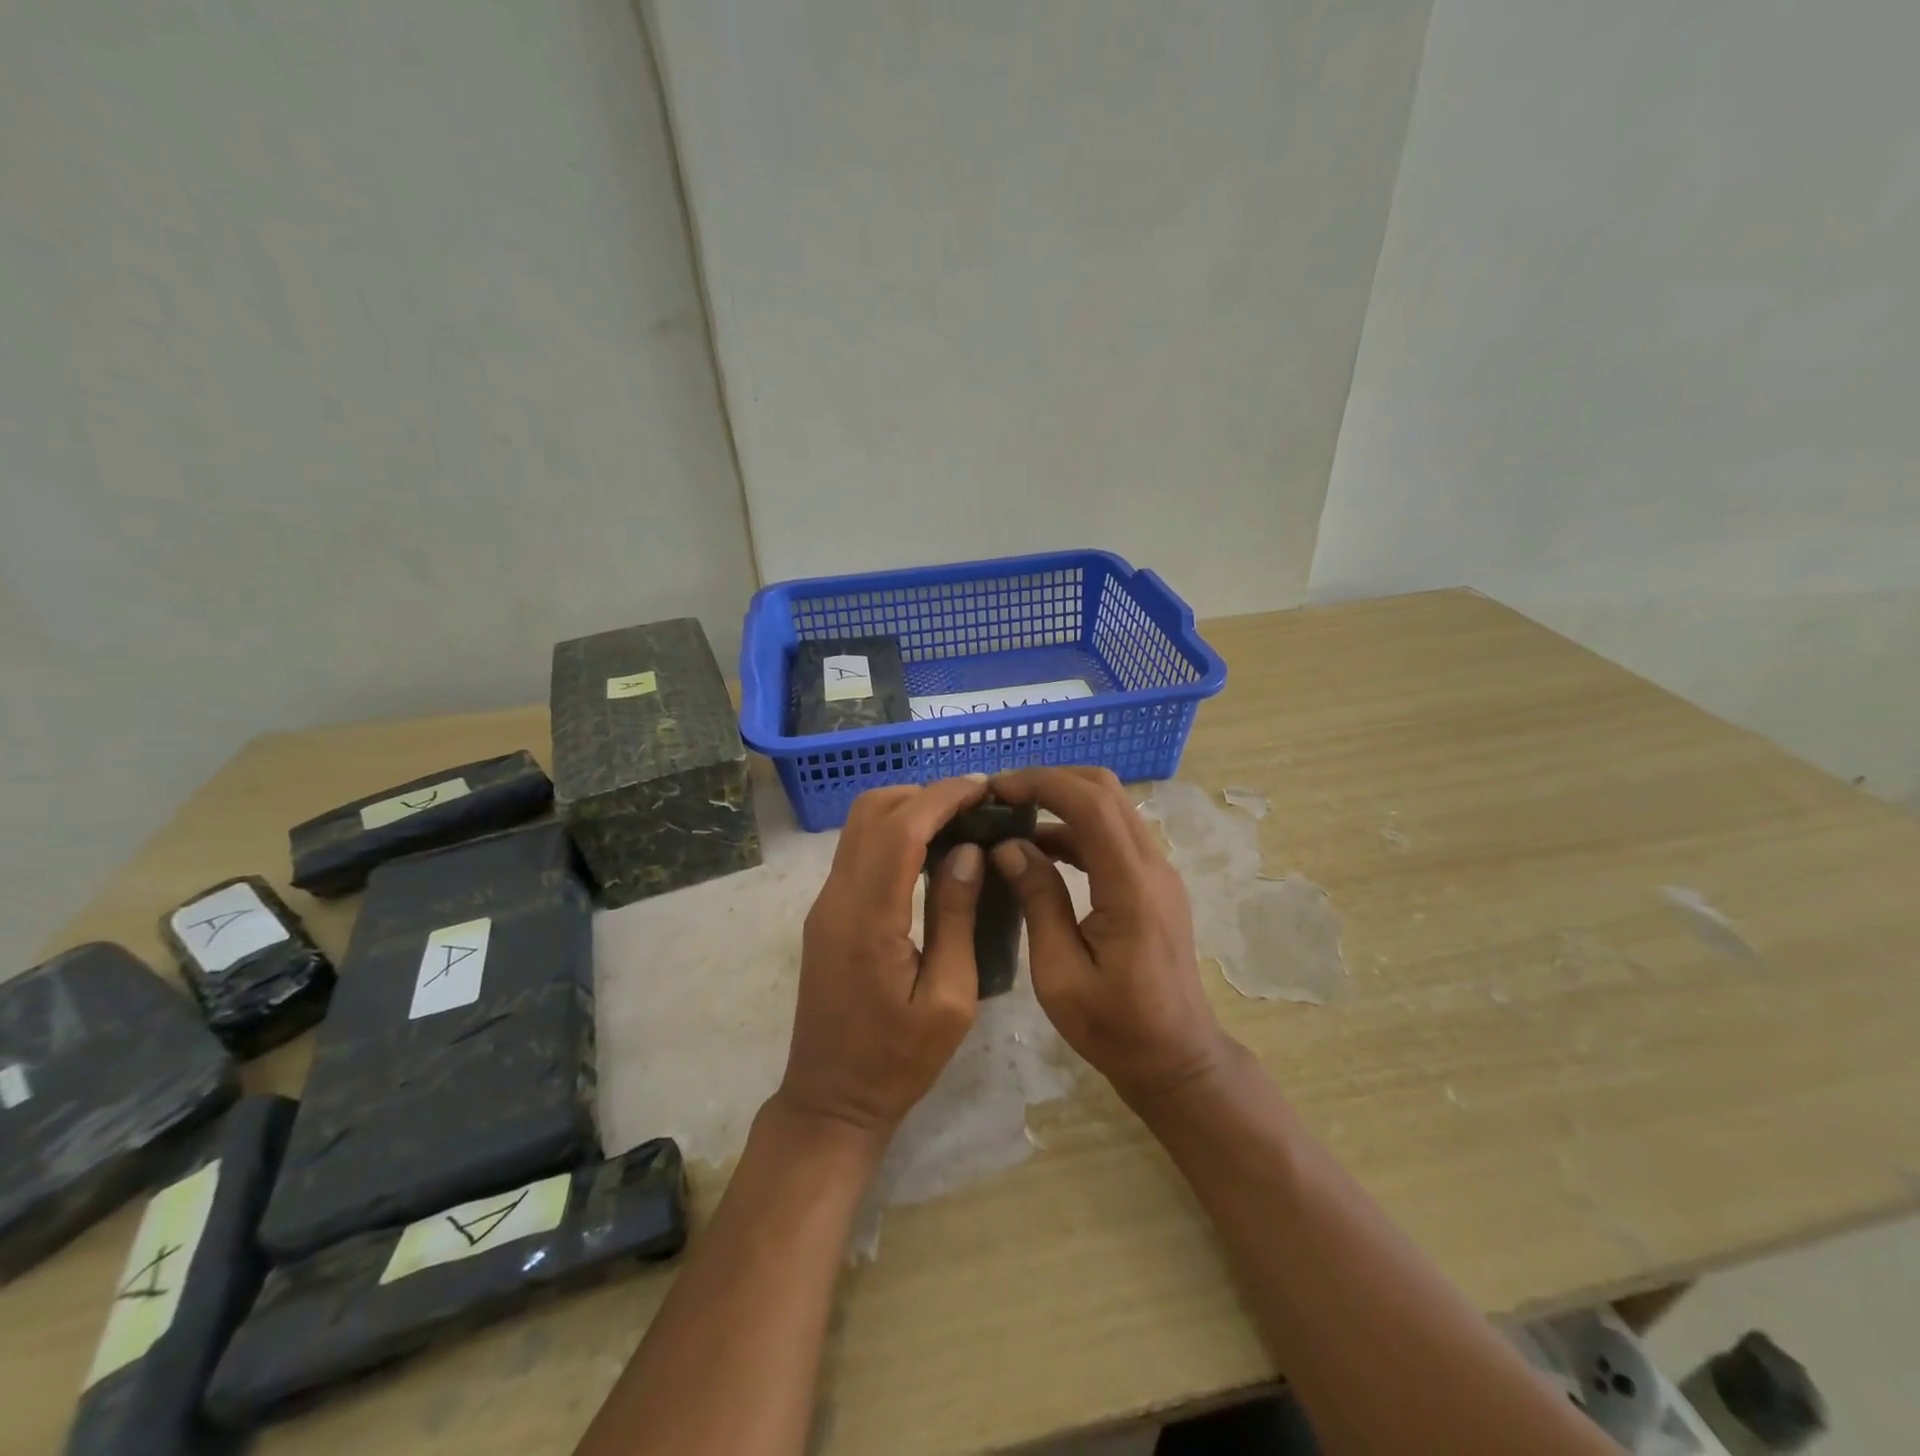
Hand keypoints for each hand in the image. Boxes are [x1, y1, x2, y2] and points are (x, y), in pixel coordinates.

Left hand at [776, 775, 990, 1142]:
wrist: (830, 1100)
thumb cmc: (898, 1062)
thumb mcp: (948, 999)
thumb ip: (955, 917)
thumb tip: (966, 851)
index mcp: (869, 919)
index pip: (900, 829)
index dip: (941, 797)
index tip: (982, 786)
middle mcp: (837, 899)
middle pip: (872, 812)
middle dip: (924, 794)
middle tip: (975, 807)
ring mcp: (825, 904)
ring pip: (860, 826)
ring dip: (907, 810)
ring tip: (958, 824)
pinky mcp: (826, 914)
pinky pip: (857, 851)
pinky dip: (893, 833)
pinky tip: (929, 853)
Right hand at [987, 767, 1229, 1107]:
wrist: (1177, 1059)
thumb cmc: (1115, 1028)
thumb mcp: (1059, 974)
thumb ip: (1038, 901)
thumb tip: (1008, 846)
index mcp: (1131, 887)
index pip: (1090, 804)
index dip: (1041, 783)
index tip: (995, 790)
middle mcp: (1152, 866)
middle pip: (1105, 790)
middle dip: (1050, 781)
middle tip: (1001, 797)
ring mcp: (1158, 872)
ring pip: (1111, 807)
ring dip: (1062, 801)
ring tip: (1011, 819)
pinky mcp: (1153, 883)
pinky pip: (1114, 835)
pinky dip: (1075, 828)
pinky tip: (1038, 850)